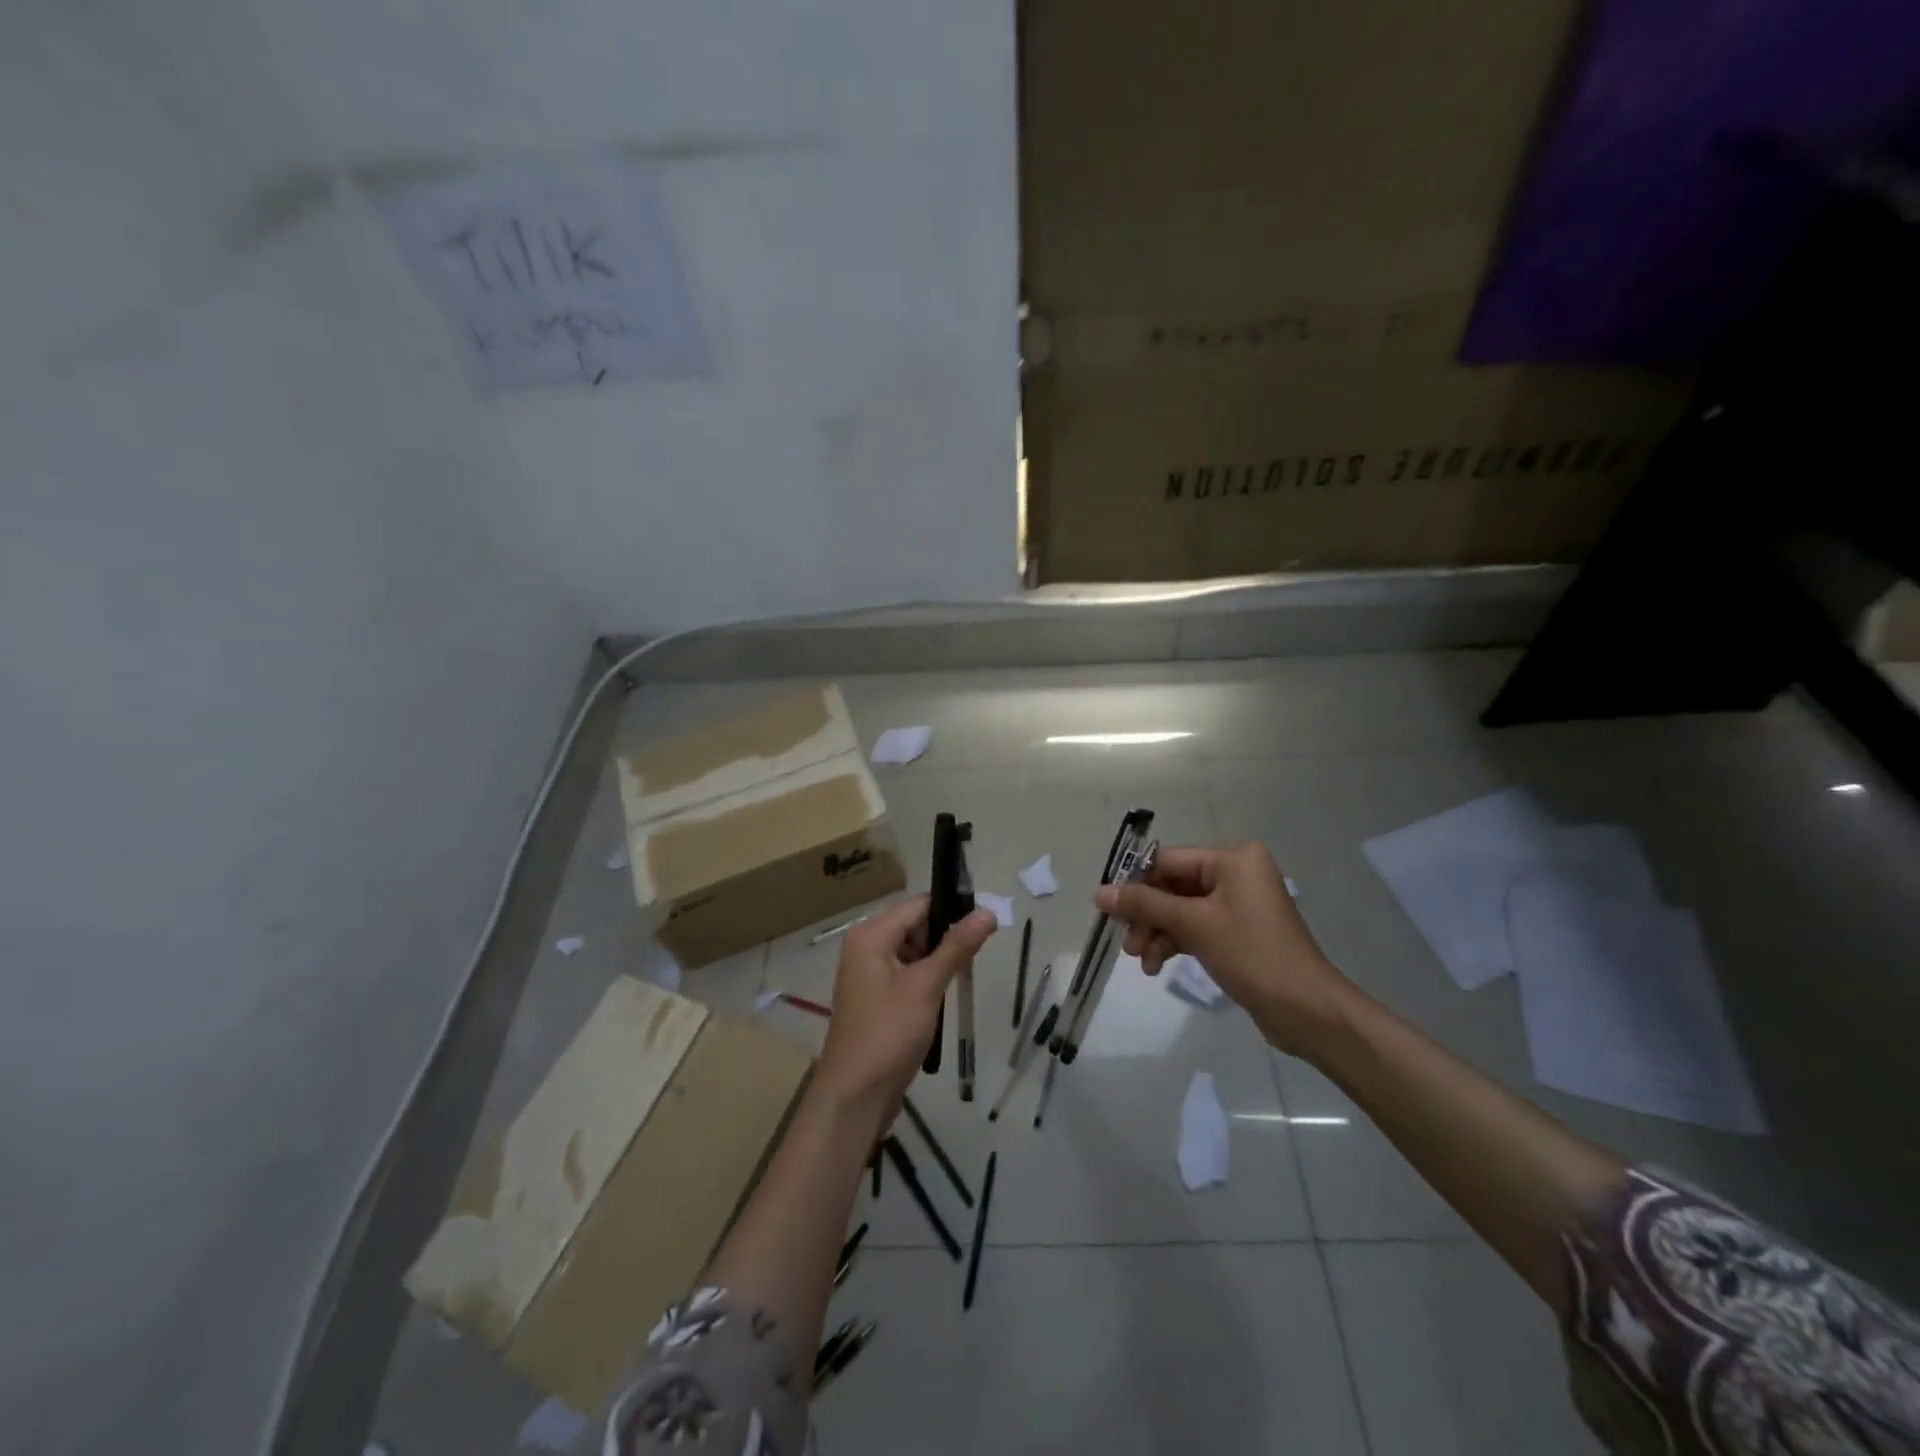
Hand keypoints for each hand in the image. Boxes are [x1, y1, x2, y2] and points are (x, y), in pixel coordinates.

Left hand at [817, 895, 996, 1109]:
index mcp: (870, 935)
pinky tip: (945, 993)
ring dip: (938, 960)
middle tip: (978, 953)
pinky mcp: (875, 997)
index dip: (952, 909)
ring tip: (965, 974)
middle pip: (915, 925)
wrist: (855, 1096)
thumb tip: (987, 912)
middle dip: (946, 937)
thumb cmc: (888, 1033)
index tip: (986, 922)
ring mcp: (868, 973)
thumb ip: (957, 947)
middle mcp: (865, 946)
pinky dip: (926, 978)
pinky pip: (906, 973)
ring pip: (913, 951)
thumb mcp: (926, 986)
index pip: (919, 905)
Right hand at [1095, 843, 1348, 1057]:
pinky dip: (1175, 942)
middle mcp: (1237, 874)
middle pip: (1173, 886)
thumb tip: (1099, 893)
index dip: (1135, 883)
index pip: (1168, 860)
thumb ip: (1144, 905)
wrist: (1307, 1011)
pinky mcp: (1238, 932)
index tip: (1108, 908)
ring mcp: (1238, 904)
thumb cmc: (1252, 955)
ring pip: (1181, 910)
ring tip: (1141, 961)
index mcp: (1232, 859)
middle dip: (1147, 915)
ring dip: (1157, 933)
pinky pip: (1196, 927)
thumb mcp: (1193, 925)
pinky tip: (1158, 966)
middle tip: (1127, 944)